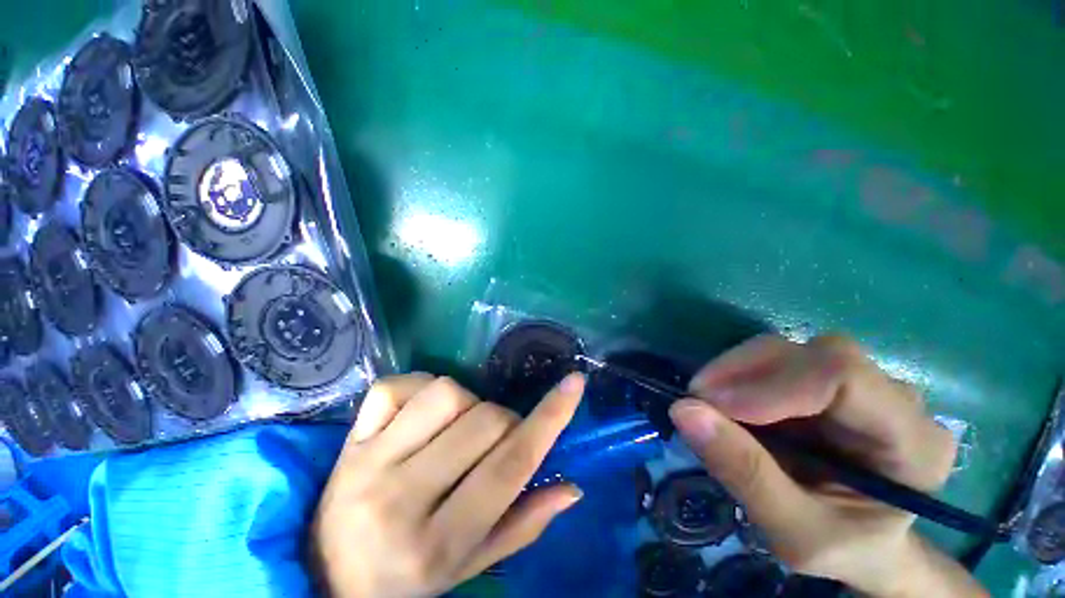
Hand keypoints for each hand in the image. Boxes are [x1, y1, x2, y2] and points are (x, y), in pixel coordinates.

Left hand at [310, 373, 585, 597]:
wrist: (327, 578)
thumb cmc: (407, 581)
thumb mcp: (470, 566)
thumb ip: (523, 524)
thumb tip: (572, 486)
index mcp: (438, 544)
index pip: (511, 465)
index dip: (550, 419)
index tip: (574, 384)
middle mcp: (401, 500)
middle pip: (484, 421)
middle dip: (503, 420)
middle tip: (493, 439)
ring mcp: (368, 464)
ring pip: (445, 393)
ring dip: (466, 403)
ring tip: (457, 427)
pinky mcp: (348, 440)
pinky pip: (397, 386)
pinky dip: (420, 389)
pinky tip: (420, 414)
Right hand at [669, 335, 987, 597]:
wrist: (863, 543)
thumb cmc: (843, 548)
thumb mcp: (794, 534)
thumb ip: (745, 474)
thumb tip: (683, 409)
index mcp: (913, 443)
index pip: (844, 378)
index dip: (770, 384)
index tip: (710, 404)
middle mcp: (897, 399)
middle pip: (815, 355)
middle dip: (744, 372)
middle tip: (697, 401)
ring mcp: (862, 383)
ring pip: (791, 349)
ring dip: (737, 371)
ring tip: (708, 403)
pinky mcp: (827, 379)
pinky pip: (777, 359)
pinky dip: (739, 374)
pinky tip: (726, 400)